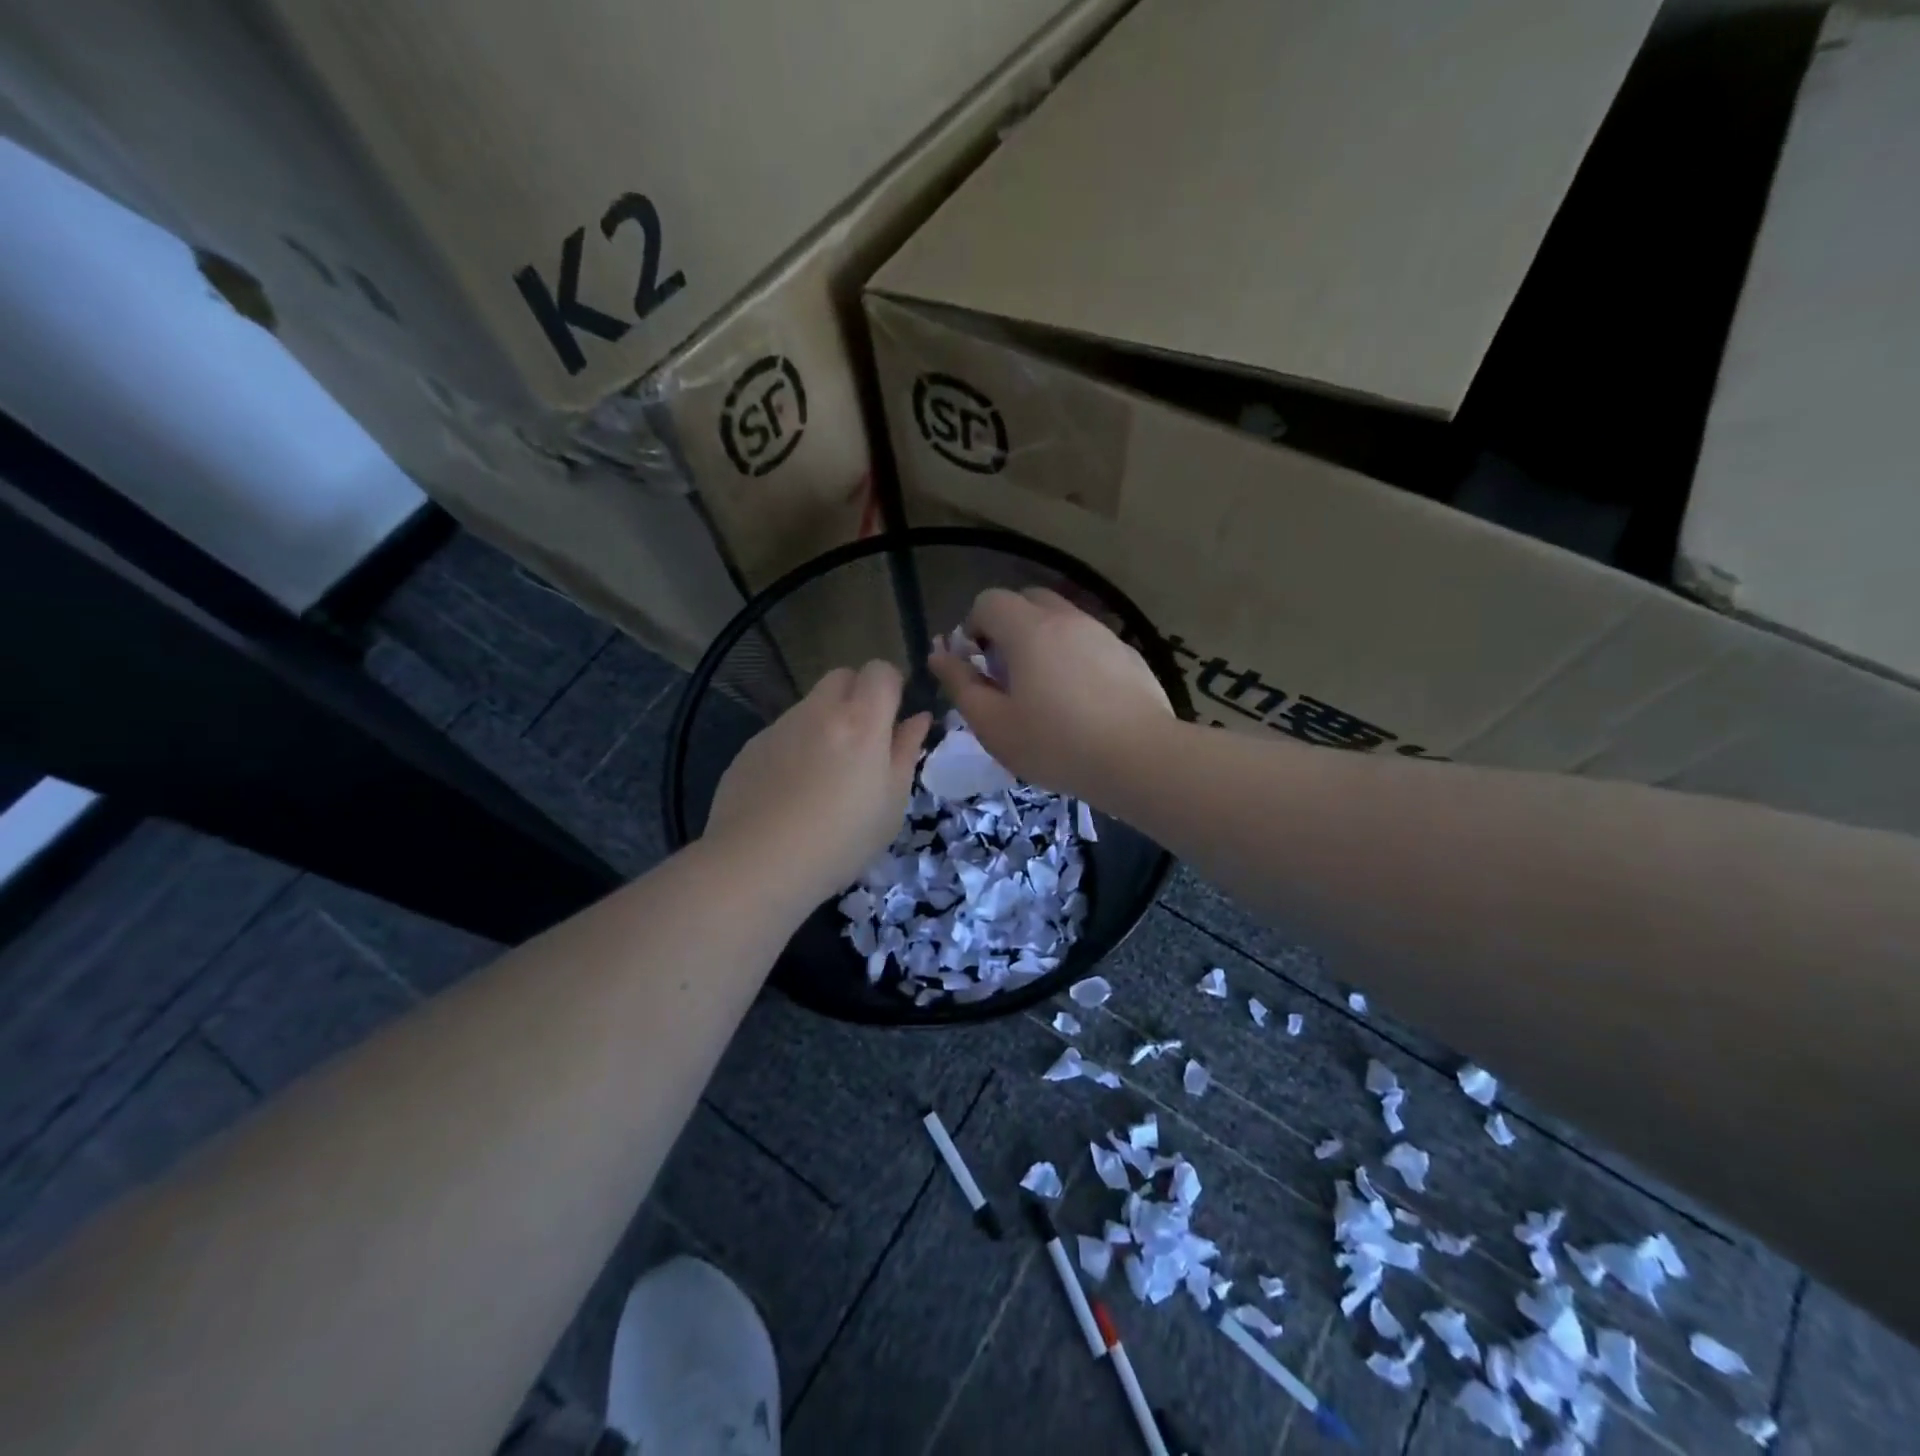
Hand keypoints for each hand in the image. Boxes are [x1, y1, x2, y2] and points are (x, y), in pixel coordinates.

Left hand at [705, 661, 930, 905]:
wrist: (758, 864)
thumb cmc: (841, 840)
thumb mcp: (891, 804)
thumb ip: (906, 753)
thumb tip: (917, 719)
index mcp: (861, 721)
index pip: (880, 670)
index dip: (891, 687)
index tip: (894, 718)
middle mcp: (818, 711)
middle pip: (842, 676)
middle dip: (857, 696)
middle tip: (863, 742)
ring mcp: (780, 726)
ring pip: (810, 706)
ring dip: (825, 724)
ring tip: (824, 776)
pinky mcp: (751, 746)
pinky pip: (783, 732)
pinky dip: (795, 748)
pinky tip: (790, 792)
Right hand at [928, 587, 1173, 800]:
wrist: (1140, 758)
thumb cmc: (1056, 744)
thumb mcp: (994, 724)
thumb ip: (961, 684)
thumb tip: (939, 654)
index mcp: (1029, 629)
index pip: (989, 601)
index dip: (973, 628)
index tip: (978, 667)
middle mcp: (1067, 619)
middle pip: (1026, 600)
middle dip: (1008, 628)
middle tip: (1007, 675)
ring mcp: (1103, 633)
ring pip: (1061, 619)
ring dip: (1042, 641)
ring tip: (1045, 691)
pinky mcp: (1128, 654)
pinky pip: (1089, 641)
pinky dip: (1074, 656)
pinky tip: (1082, 701)